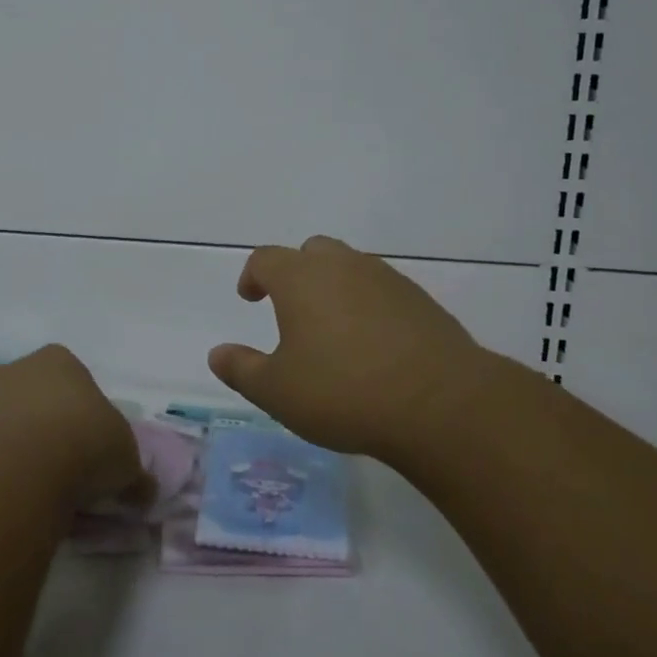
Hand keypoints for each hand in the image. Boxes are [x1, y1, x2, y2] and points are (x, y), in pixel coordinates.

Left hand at [0, 346, 150, 511]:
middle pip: (29, 394)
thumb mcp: (126, 460)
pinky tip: (8, 497)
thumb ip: (132, 473)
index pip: (74, 379)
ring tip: (33, 487)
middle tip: (60, 465)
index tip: (92, 446)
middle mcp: (13, 370)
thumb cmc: (83, 444)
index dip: (84, 413)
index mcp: (58, 360)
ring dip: (12, 447)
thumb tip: (143, 491)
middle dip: (42, 423)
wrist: (18, 471)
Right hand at [208, 235, 506, 459]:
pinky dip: (368, 305)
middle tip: (290, 308)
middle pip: (311, 252)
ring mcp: (386, 279)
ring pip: (350, 268)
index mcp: (301, 278)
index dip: (252, 275)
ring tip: (332, 328)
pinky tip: (372, 343)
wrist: (440, 403)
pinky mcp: (420, 300)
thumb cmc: (343, 391)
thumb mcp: (277, 391)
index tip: (250, 298)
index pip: (265, 259)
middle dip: (296, 273)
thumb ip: (241, 369)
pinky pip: (382, 290)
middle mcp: (342, 266)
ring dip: (334, 287)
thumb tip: (216, 353)